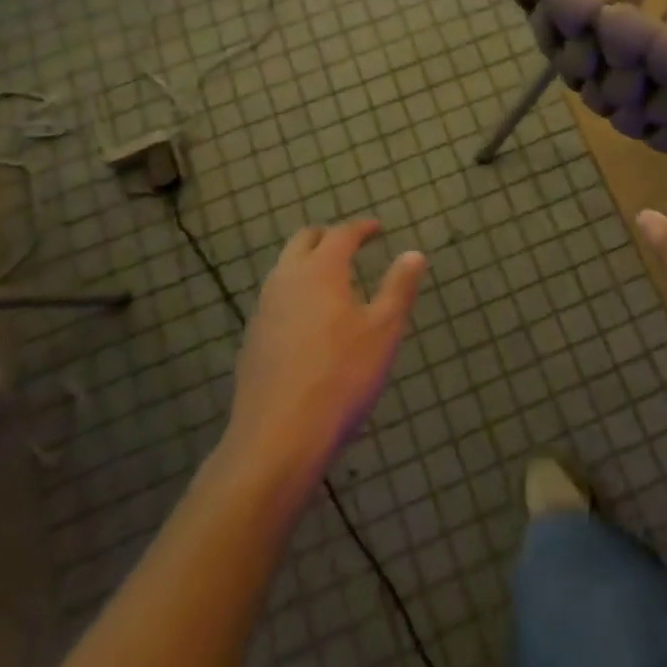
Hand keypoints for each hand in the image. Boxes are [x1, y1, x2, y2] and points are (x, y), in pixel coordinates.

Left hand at [223, 220, 425, 489]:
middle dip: (329, 237)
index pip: (341, 234)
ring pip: (285, 269)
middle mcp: (286, 280)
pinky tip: (310, 321)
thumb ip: (399, 288)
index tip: (377, 229)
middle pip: (304, 241)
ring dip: (308, 264)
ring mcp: (264, 310)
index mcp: (321, 271)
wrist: (278, 437)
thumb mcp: (384, 331)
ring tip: (334, 281)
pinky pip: (276, 299)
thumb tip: (413, 253)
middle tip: (352, 246)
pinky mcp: (253, 339)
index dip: (361, 228)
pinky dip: (296, 293)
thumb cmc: (342, 377)